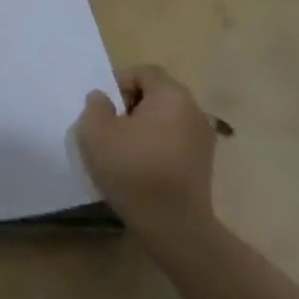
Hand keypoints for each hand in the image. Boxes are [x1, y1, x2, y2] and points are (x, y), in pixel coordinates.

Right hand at [74, 64, 219, 249]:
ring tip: (123, 149)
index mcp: (172, 96)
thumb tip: (104, 99)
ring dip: (143, 127)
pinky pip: (174, 141)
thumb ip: (95, 106)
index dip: (119, 82)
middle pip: (157, 94)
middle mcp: (194, 111)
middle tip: (110, 127)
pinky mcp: (203, 164)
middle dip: (130, 105)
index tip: (104, 108)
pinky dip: (156, 145)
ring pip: (165, 119)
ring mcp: (203, 140)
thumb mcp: (95, 132)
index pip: (144, 73)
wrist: (173, 226)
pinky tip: (141, 167)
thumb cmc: (132, 170)